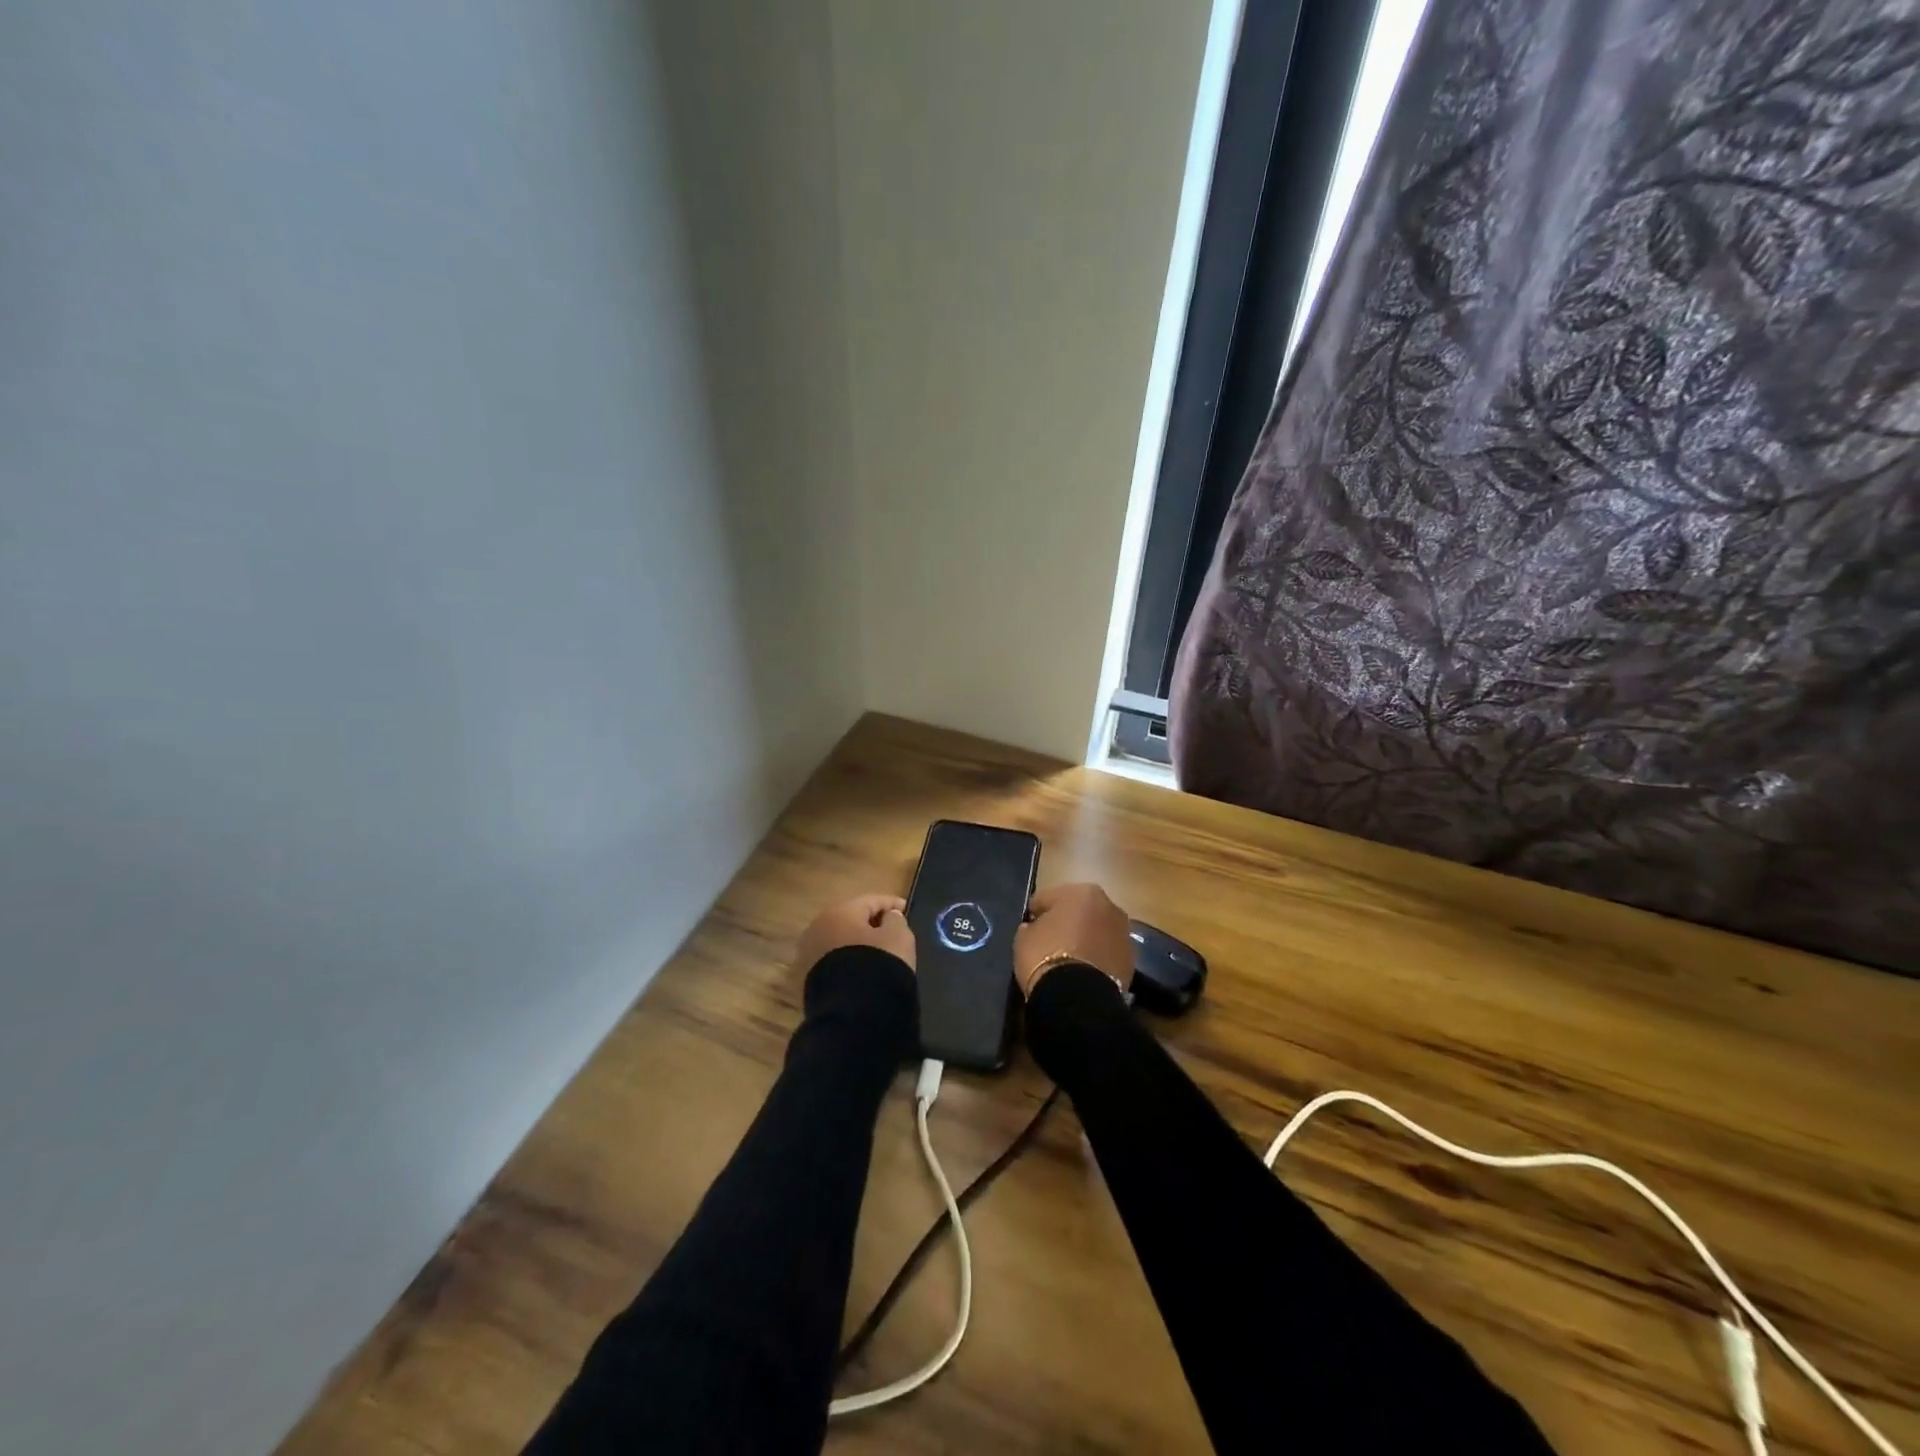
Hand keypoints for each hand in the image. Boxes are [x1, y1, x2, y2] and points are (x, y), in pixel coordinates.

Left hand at [796, 893, 915, 972]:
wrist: (852, 1012)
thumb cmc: (879, 963)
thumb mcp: (898, 937)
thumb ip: (896, 920)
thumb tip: (888, 917)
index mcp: (839, 912)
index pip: (870, 901)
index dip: (891, 903)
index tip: (906, 910)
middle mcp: (818, 928)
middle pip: (850, 919)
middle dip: (870, 923)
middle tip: (891, 929)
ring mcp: (809, 954)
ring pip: (839, 941)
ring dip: (857, 943)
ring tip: (877, 952)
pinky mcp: (808, 979)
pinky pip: (834, 962)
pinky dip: (848, 961)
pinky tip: (862, 971)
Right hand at [1013, 882, 1132, 997]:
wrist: (1078, 998)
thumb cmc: (1045, 957)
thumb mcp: (1023, 938)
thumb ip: (1031, 926)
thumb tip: (1035, 928)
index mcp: (1082, 891)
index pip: (1048, 898)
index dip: (1036, 913)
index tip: (1029, 927)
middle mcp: (1108, 905)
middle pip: (1078, 910)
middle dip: (1066, 922)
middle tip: (1050, 941)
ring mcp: (1123, 932)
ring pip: (1096, 931)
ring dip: (1085, 939)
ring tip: (1069, 959)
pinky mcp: (1131, 959)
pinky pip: (1106, 952)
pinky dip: (1097, 957)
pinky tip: (1083, 972)